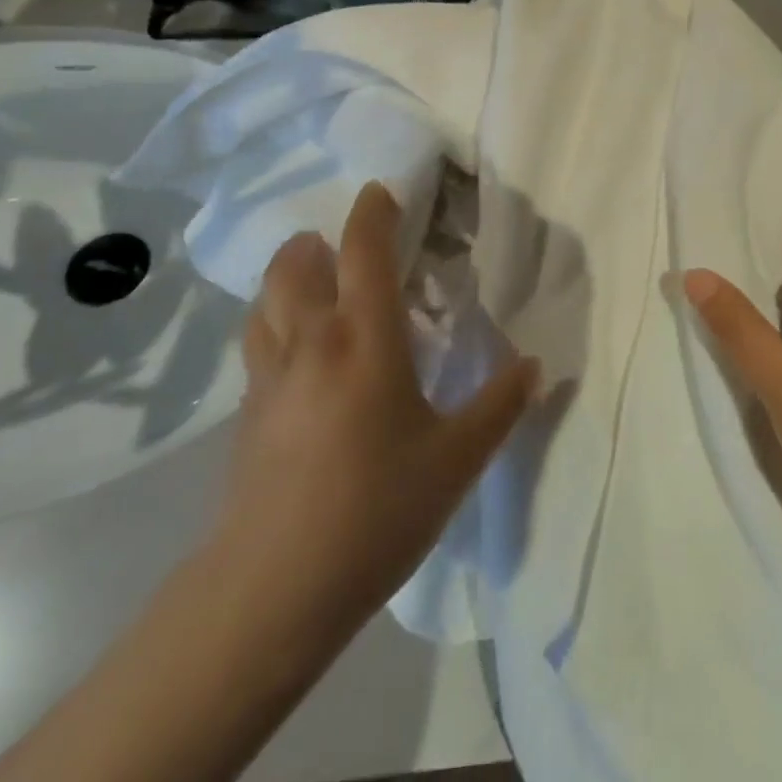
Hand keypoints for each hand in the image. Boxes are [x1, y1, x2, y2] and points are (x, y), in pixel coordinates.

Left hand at [210, 181, 539, 641]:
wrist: (272, 589)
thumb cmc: (375, 511)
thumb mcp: (456, 461)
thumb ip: (500, 406)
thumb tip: (534, 365)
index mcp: (364, 338)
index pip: (363, 250)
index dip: (373, 211)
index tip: (383, 191)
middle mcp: (311, 340)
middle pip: (296, 261)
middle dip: (319, 240)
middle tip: (348, 247)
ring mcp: (270, 374)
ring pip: (266, 298)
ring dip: (290, 277)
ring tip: (318, 287)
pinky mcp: (246, 411)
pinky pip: (258, 341)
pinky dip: (275, 322)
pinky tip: (299, 354)